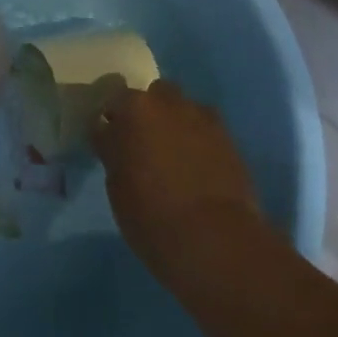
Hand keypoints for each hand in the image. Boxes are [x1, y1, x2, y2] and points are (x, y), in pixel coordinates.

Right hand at [93, 80, 259, 272]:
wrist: (214, 240)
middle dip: (146, 113)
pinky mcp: (227, 134)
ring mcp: (199, 115)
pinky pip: (204, 126)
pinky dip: (198, 137)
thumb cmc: (152, 217)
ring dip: (174, 121)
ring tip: (175, 153)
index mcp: (133, 109)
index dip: (111, 124)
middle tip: (143, 144)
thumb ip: (114, 152)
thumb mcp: (117, 187)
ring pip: (181, 107)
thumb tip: (113, 138)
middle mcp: (166, 102)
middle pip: (151, 96)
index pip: (112, 104)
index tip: (110, 142)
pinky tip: (199, 163)